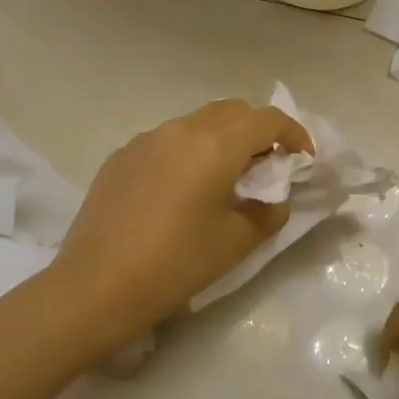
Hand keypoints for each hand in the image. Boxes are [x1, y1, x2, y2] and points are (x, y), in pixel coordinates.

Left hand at [52, 98, 313, 345]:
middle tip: (268, 166)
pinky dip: (189, 152)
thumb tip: (273, 197)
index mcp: (214, 145)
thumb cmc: (175, 264)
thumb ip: (268, 211)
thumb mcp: (236, 242)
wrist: (95, 287)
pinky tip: (182, 191)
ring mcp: (145, 140)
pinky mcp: (121, 157)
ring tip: (225, 178)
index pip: (267, 119)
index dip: (294, 134)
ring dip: (222, 139)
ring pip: (197, 123)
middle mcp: (180, 130)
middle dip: (258, 131)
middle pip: (232, 111)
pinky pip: (167, 141)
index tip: (303, 159)